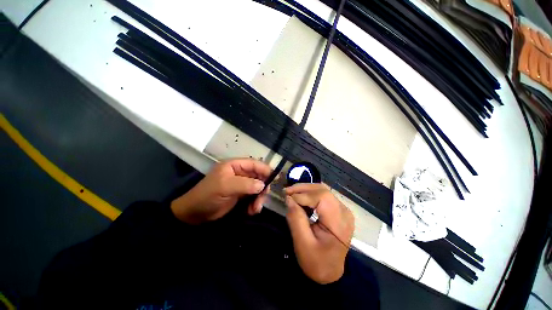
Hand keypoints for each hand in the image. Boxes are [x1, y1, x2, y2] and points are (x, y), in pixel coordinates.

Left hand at [171, 158, 271, 223]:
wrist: (195, 214)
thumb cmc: (208, 195)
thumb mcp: (225, 187)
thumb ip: (245, 184)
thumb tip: (262, 185)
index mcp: (235, 165)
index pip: (254, 164)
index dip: (265, 170)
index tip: (274, 179)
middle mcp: (240, 173)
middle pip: (258, 176)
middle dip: (262, 188)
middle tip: (261, 199)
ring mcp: (241, 185)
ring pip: (257, 188)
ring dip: (259, 198)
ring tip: (255, 209)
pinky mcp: (241, 195)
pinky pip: (253, 197)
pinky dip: (254, 204)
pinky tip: (251, 211)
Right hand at [284, 183, 353, 283]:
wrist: (330, 272)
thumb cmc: (317, 262)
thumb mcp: (302, 243)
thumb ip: (296, 218)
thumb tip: (289, 198)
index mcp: (339, 221)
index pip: (321, 197)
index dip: (303, 194)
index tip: (287, 197)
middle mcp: (344, 211)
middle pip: (322, 190)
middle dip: (303, 188)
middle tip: (287, 191)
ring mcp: (342, 209)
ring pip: (322, 190)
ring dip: (305, 190)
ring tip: (291, 194)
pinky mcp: (338, 210)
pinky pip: (323, 196)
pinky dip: (309, 194)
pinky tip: (301, 199)